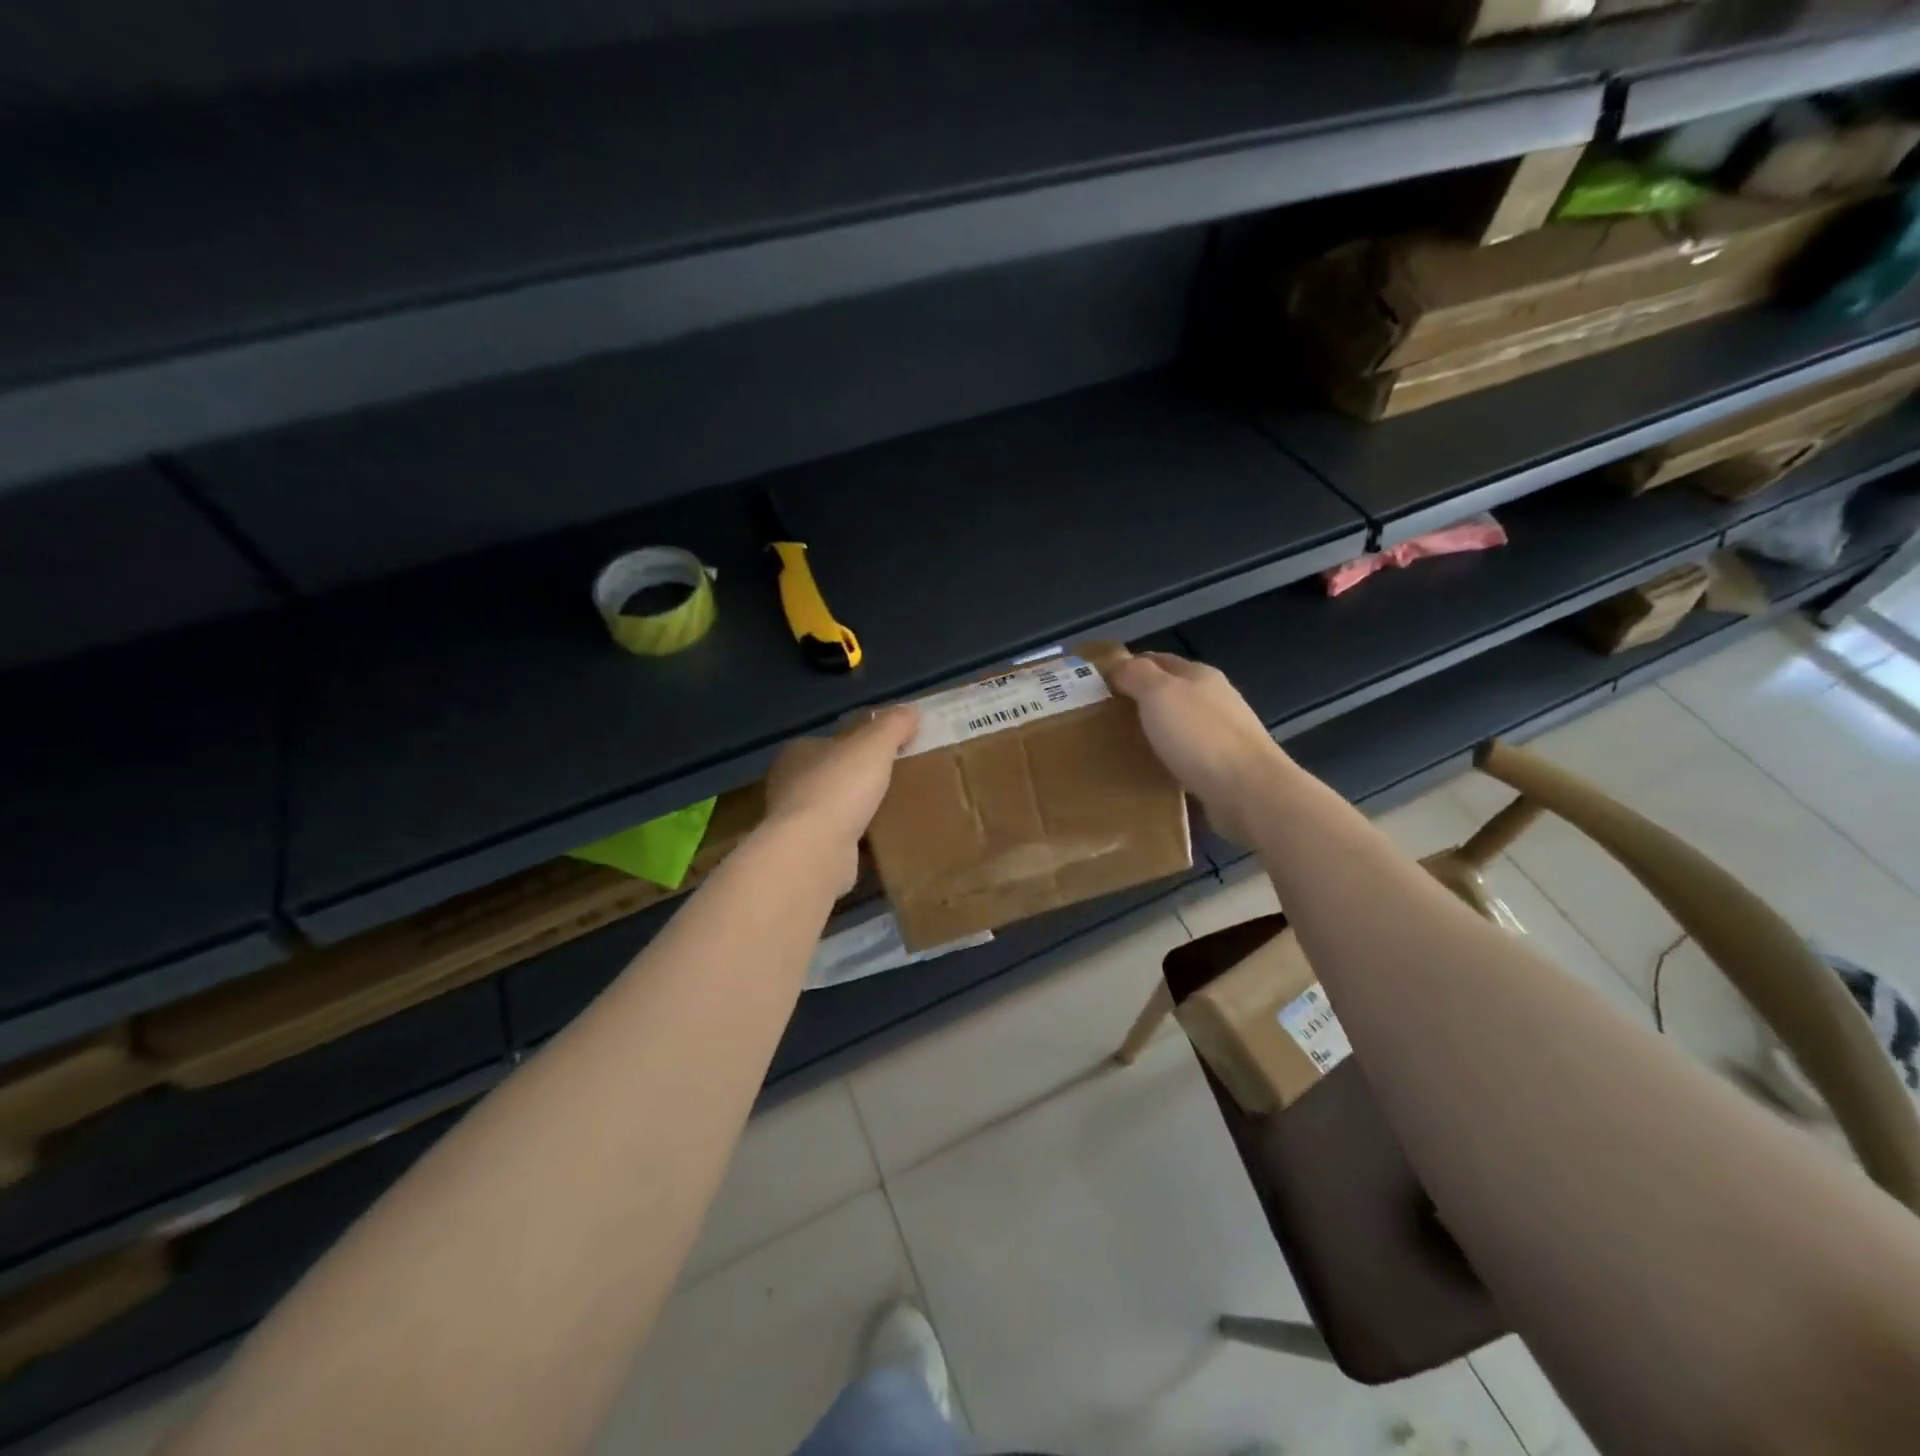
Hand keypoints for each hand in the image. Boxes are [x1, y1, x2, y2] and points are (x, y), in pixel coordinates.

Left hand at [764, 707, 919, 888]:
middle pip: (833, 774)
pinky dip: (857, 838)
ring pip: (835, 808)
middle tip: (897, 779)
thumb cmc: (840, 788)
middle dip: (860, 778)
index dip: (861, 742)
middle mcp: (790, 784)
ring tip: (894, 810)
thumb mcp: (874, 745)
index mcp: (799, 752)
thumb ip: (893, 725)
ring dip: (858, 809)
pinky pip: (839, 838)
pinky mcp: (806, 852)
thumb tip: (911, 711)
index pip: (833, 740)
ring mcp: (795, 821)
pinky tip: (881, 840)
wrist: (814, 851)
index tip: (891, 749)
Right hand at [1107, 650, 1288, 847]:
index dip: (1127, 666)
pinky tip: (1148, 775)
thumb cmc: (1199, 736)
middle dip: (1137, 702)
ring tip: (1119, 750)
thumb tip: (1117, 663)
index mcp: (1199, 676)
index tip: (1097, 684)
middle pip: (1168, 694)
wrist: (1249, 792)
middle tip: (1100, 720)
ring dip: (1152, 734)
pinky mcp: (1223, 769)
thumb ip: (1136, 674)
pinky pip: (1185, 759)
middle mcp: (1213, 700)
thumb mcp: (1159, 694)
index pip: (1157, 660)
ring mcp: (1221, 736)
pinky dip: (1166, 762)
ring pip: (1177, 727)